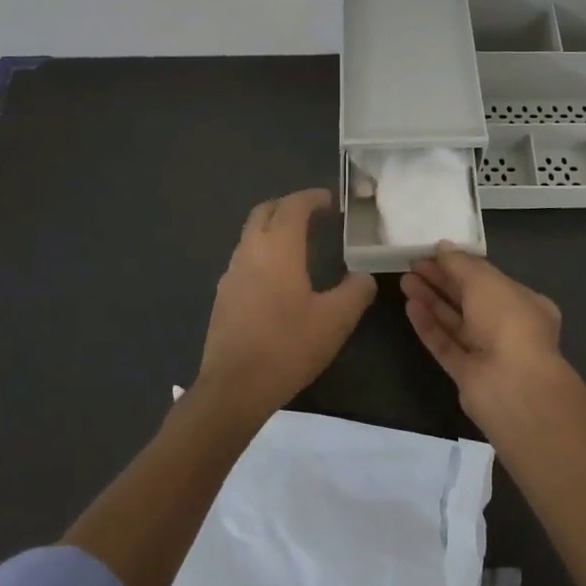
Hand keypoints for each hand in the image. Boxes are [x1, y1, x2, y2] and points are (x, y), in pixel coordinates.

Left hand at [196, 189, 377, 419]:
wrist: (234, 387)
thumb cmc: (288, 346)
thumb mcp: (335, 321)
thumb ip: (355, 292)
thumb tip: (363, 277)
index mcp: (278, 248)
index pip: (293, 206)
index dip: (312, 198)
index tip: (330, 201)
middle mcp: (250, 251)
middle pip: (265, 212)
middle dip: (288, 206)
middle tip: (313, 216)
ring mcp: (231, 273)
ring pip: (251, 235)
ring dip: (273, 230)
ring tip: (299, 246)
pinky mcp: (223, 296)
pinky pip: (244, 259)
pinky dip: (263, 253)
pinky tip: (278, 279)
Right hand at [403, 243, 572, 419]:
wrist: (512, 385)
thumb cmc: (507, 321)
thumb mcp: (484, 280)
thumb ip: (460, 263)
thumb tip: (443, 247)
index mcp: (525, 302)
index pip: (489, 279)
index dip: (462, 265)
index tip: (435, 254)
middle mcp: (509, 327)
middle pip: (469, 299)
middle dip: (442, 281)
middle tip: (413, 264)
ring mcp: (487, 353)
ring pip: (455, 322)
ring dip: (431, 300)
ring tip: (405, 281)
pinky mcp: (467, 374)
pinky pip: (446, 344)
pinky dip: (429, 326)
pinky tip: (410, 306)